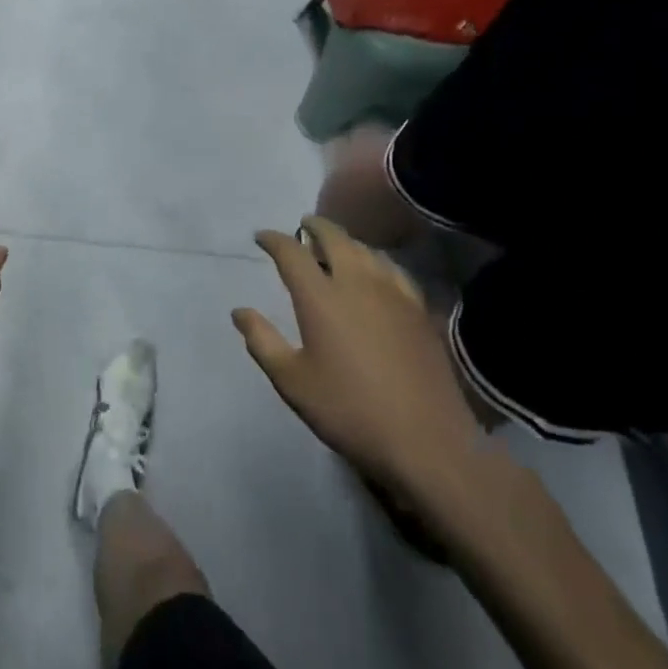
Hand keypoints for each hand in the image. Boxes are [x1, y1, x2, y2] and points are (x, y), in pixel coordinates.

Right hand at [232, 216, 484, 516]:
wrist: (427, 443)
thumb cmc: (350, 411)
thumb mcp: (293, 382)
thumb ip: (262, 341)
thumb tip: (239, 311)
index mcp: (320, 297)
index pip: (291, 252)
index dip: (273, 239)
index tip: (261, 237)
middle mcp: (356, 282)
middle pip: (334, 237)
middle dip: (315, 226)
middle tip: (303, 225)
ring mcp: (394, 294)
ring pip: (366, 250)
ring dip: (346, 241)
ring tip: (336, 246)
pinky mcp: (420, 310)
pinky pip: (394, 270)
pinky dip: (377, 261)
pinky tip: (378, 273)